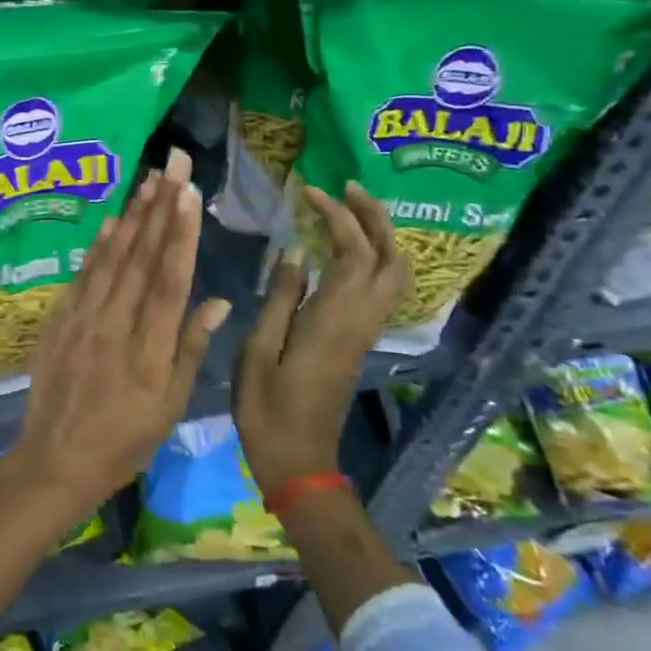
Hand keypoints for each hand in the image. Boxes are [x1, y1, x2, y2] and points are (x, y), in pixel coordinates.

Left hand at [0, 147, 233, 526]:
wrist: (56, 458)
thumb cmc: (124, 440)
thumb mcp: (169, 407)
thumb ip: (189, 349)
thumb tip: (214, 300)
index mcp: (149, 348)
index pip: (168, 280)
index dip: (179, 234)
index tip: (188, 194)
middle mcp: (115, 324)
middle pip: (141, 257)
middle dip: (159, 207)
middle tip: (172, 164)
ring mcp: (83, 318)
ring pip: (112, 258)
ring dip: (131, 216)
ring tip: (148, 179)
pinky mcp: (60, 319)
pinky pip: (82, 275)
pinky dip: (97, 245)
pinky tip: (110, 221)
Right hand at [234, 182, 403, 495]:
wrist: (299, 462)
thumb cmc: (267, 408)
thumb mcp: (258, 350)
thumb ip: (279, 298)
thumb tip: (295, 251)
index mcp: (333, 319)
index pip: (352, 252)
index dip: (336, 216)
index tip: (309, 192)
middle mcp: (359, 320)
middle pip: (389, 258)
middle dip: (374, 217)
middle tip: (346, 187)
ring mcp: (363, 332)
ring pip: (392, 274)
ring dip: (379, 236)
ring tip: (348, 209)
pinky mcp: (358, 341)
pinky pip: (379, 288)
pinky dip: (370, 257)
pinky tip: (341, 249)